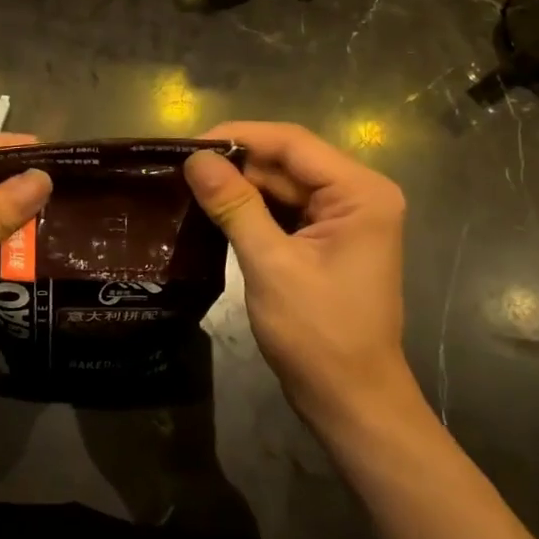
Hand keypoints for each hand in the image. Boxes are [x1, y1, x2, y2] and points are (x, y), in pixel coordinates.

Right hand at [184, 122, 415, 443]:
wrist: (351, 402)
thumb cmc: (318, 334)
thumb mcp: (270, 264)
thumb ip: (234, 205)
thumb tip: (195, 159)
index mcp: (360, 192)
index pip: (292, 143)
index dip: (238, 136)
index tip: (186, 145)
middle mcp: (358, 195)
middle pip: (287, 161)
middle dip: (235, 163)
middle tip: (178, 167)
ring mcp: (343, 218)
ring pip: (282, 184)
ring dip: (238, 185)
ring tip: (187, 183)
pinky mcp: (326, 240)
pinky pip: (284, 210)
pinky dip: (250, 208)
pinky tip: (212, 209)